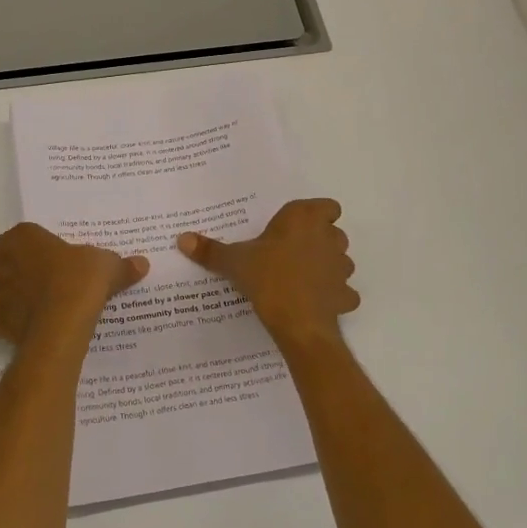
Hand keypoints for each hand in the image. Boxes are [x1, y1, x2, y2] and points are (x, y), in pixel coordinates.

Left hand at [0, 222, 148, 348]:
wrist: (66, 314)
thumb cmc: (83, 278)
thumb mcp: (107, 264)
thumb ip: (121, 265)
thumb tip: (143, 264)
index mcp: (23, 237)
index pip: (9, 239)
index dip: (17, 250)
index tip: (36, 262)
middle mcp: (0, 261)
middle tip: (3, 283)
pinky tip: (0, 326)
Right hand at [177, 198, 358, 349]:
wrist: (297, 321)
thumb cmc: (267, 277)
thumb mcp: (234, 261)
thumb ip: (210, 249)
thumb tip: (181, 238)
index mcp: (304, 219)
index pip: (327, 206)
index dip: (316, 215)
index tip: (296, 228)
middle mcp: (328, 237)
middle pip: (333, 232)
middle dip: (319, 240)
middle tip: (291, 253)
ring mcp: (341, 267)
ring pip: (341, 260)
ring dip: (328, 266)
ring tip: (302, 278)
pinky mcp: (346, 295)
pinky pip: (344, 292)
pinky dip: (334, 295)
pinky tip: (316, 302)